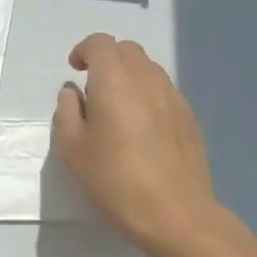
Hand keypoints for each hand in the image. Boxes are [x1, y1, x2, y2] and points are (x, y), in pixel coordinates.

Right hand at [54, 34, 223, 251]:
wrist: (176, 213)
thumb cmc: (115, 179)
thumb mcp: (72, 149)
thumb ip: (67, 112)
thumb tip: (73, 93)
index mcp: (114, 80)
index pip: (101, 43)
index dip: (84, 50)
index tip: (75, 70)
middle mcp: (147, 78)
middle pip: (127, 50)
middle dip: (107, 60)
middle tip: (93, 88)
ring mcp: (173, 97)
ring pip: (149, 69)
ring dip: (129, 76)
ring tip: (118, 109)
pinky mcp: (189, 118)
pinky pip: (164, 91)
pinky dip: (148, 95)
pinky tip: (142, 129)